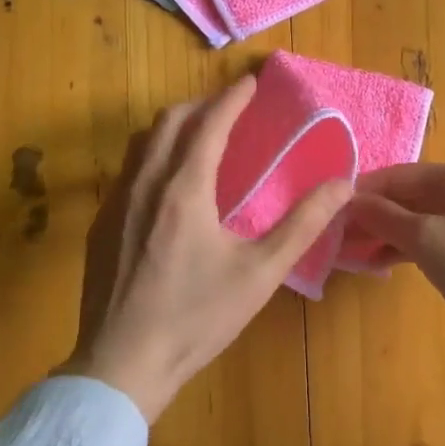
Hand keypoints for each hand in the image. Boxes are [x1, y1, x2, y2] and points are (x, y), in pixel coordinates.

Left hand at [63, 75, 351, 422]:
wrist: (122, 364)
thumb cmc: (197, 318)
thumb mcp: (260, 273)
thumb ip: (303, 225)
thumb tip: (343, 184)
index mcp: (184, 189)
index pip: (209, 123)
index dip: (232, 97)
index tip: (251, 81)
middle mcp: (144, 183)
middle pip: (169, 121)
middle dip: (201, 104)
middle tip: (230, 106)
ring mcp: (116, 203)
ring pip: (142, 142)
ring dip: (173, 126)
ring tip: (200, 134)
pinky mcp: (101, 225)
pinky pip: (128, 170)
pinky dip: (153, 154)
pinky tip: (168, 182)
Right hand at [350, 162, 444, 445]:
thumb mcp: (424, 238)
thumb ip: (383, 216)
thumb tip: (348, 199)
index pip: (399, 174)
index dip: (363, 190)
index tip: (329, 208)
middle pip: (408, 196)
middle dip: (373, 213)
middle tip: (336, 234)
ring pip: (417, 219)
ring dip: (385, 233)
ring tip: (350, 250)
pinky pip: (430, 239)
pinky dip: (405, 248)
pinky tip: (379, 263)